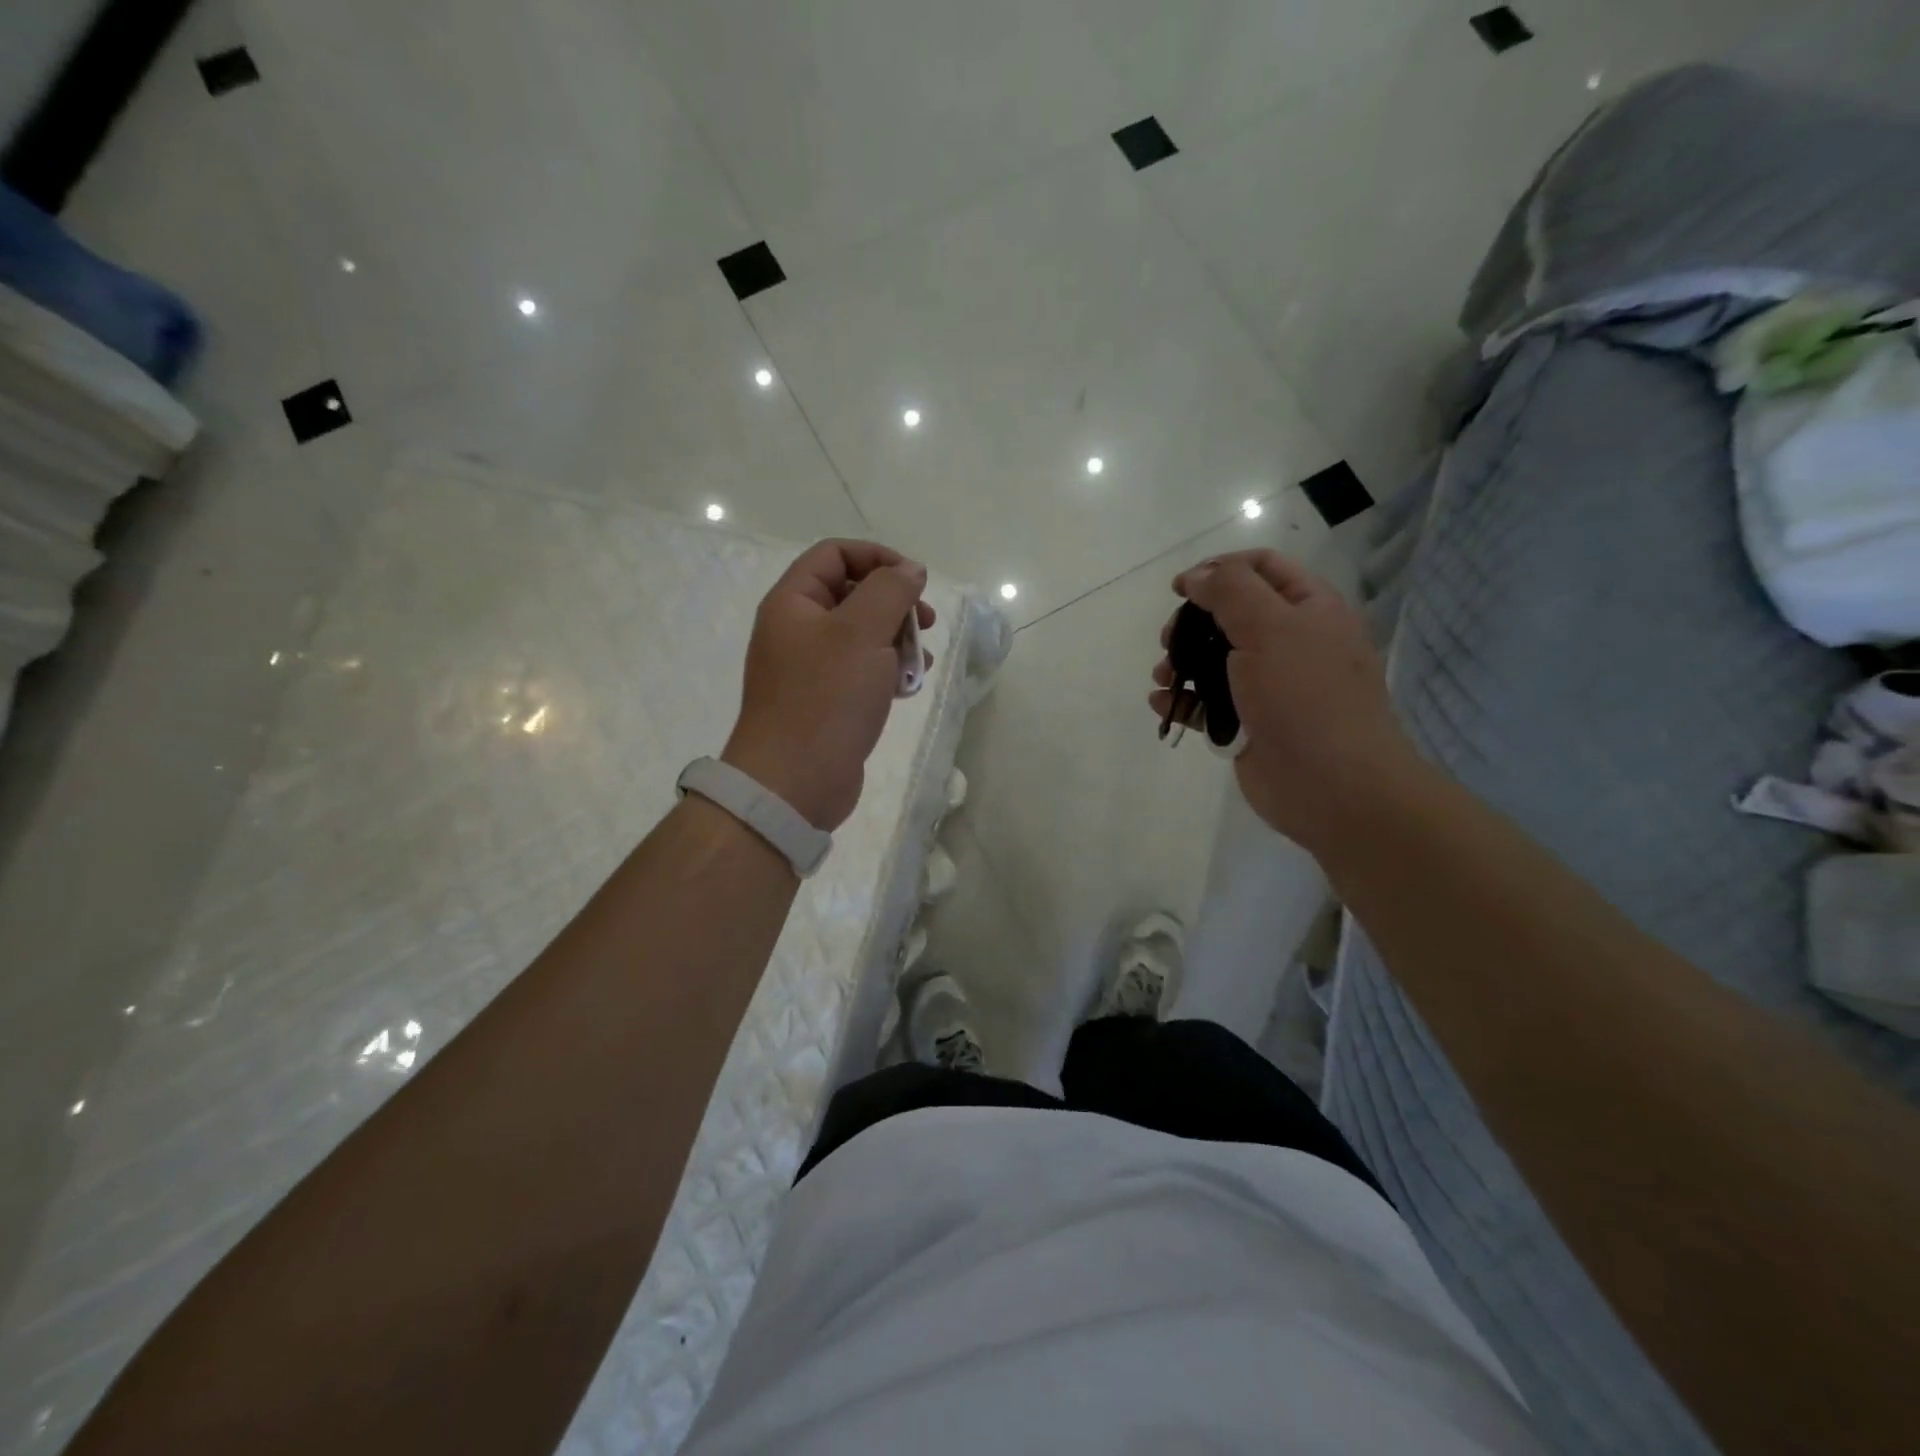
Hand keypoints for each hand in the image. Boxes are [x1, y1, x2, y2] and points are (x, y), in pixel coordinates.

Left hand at [723, 540, 934, 831]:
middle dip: (894, 602)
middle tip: (926, 622)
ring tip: (921, 660)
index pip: (835, 554)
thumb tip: (910, 570)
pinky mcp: (827, 701)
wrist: (794, 782)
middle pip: (852, 593)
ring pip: (862, 635)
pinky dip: (888, 671)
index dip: (878, 557)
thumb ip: (890, 591)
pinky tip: (909, 685)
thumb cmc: (826, 698)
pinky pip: (862, 671)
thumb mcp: (861, 633)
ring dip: (897, 639)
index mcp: (793, 602)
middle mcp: (798, 629)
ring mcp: (811, 668)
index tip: (916, 580)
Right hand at [1150, 549, 1417, 852]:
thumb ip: (1229, 591)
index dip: (1219, 568)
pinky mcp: (1249, 724)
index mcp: (1309, 609)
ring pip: (1215, 661)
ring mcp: (1270, 687)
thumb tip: (1196, 577)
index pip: (1262, 567)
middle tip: (1170, 639)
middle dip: (1192, 622)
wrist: (1332, 786)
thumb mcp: (1270, 627)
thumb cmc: (1305, 696)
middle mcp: (1291, 642)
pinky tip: (1162, 704)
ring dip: (1181, 662)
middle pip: (1231, 614)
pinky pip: (1208, 703)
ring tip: (1163, 676)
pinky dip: (1183, 700)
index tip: (1180, 587)